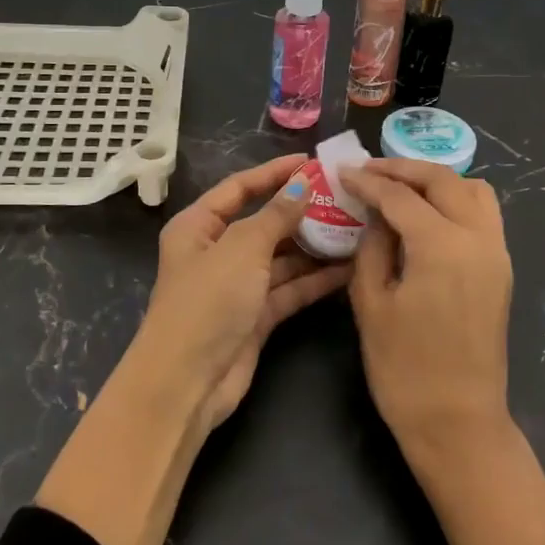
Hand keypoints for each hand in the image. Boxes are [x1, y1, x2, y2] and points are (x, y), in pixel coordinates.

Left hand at [138, 154, 352, 429]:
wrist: (187, 382)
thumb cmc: (207, 301)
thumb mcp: (242, 248)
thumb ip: (276, 215)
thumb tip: (302, 185)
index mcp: (198, 226)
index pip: (239, 188)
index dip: (274, 173)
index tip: (311, 161)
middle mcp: (217, 251)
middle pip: (264, 222)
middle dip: (301, 212)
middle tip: (345, 197)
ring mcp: (237, 286)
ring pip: (281, 257)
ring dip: (314, 246)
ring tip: (357, 229)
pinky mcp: (256, 316)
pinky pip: (289, 288)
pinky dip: (314, 279)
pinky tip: (348, 267)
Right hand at [344, 160, 544, 544]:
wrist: (458, 423)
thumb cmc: (404, 368)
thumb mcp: (371, 302)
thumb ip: (373, 246)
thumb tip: (376, 214)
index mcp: (442, 245)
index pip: (400, 197)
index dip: (368, 182)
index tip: (342, 172)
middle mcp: (478, 238)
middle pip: (443, 181)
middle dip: (403, 169)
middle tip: (369, 171)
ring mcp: (497, 253)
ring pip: (473, 191)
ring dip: (436, 181)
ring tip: (401, 187)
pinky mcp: (501, 270)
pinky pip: (484, 215)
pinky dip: (456, 201)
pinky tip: (427, 214)